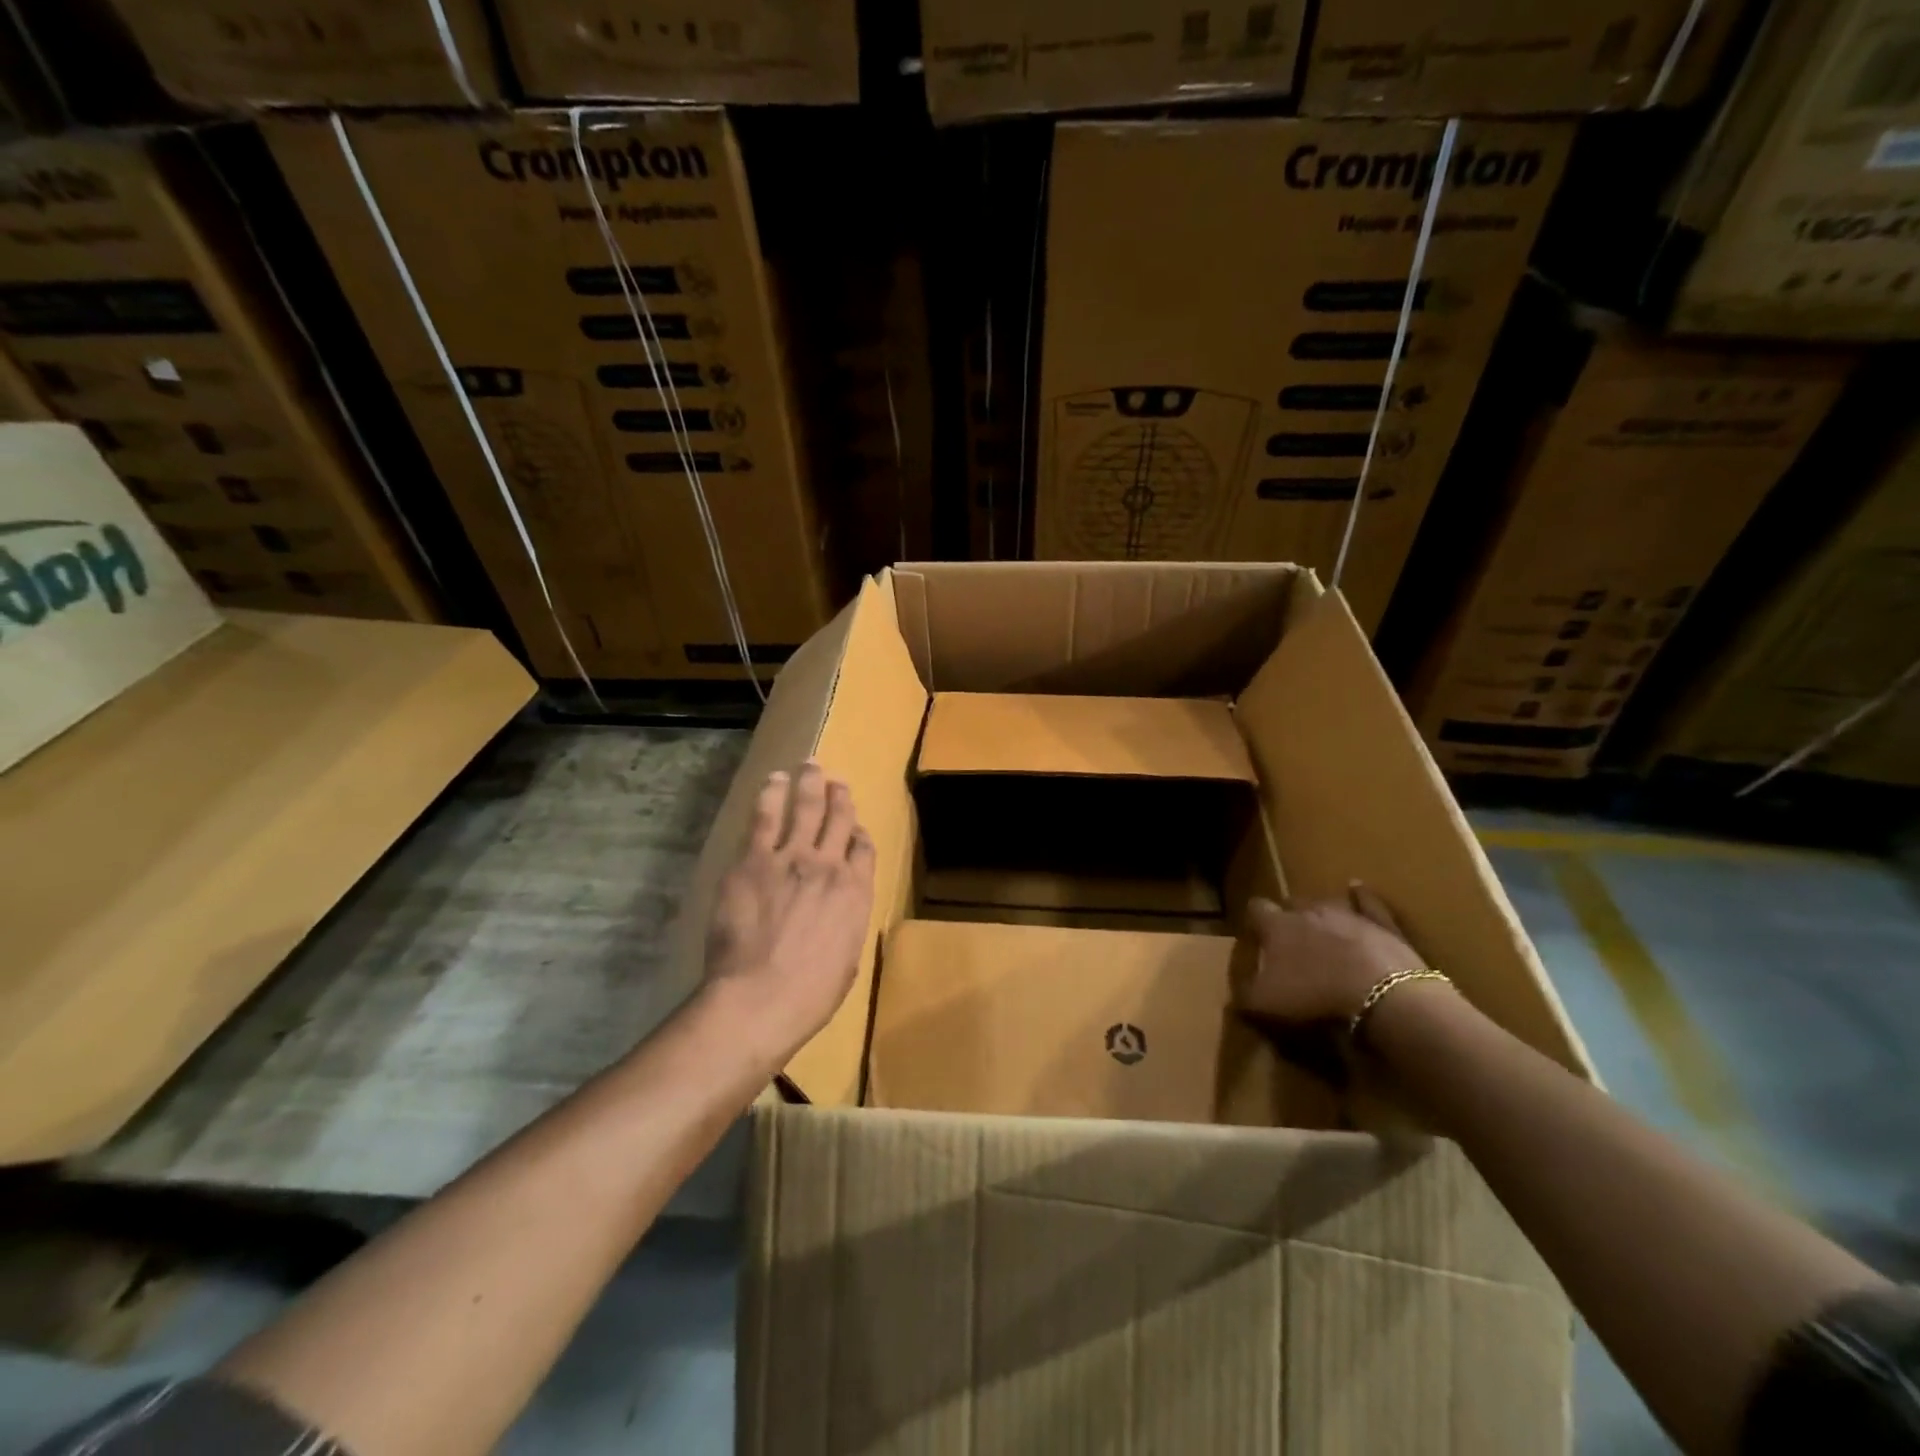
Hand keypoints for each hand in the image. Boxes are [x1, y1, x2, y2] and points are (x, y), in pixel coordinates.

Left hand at [702, 761, 876, 1069]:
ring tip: (808, 765)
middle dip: (839, 795)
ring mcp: (790, 858)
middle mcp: (828, 866)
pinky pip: (765, 818)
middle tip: (835, 779)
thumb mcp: (846, 960)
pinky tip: (773, 781)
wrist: (760, 998)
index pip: (863, 848)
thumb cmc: (809, 994)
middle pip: (838, 818)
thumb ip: (846, 923)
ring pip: (804, 808)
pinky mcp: (753, 860)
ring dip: (808, 783)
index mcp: (856, 893)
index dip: (858, 832)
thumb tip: (840, 911)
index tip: (853, 826)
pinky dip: (772, 795)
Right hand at [1239, 883, 1425, 1025]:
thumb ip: (1243, 996)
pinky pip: (1369, 902)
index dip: (1253, 920)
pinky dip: (1361, 896)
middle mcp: (1308, 911)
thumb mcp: (1265, 1004)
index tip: (1253, 935)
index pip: (1255, 908)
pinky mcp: (1381, 925)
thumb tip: (1233, 996)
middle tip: (1288, 938)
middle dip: (1287, 915)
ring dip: (1321, 912)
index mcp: (1277, 925)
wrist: (1382, 996)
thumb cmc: (1314, 995)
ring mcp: (1348, 914)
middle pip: (1292, 903)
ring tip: (1319, 925)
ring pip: (1327, 902)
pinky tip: (1357, 888)